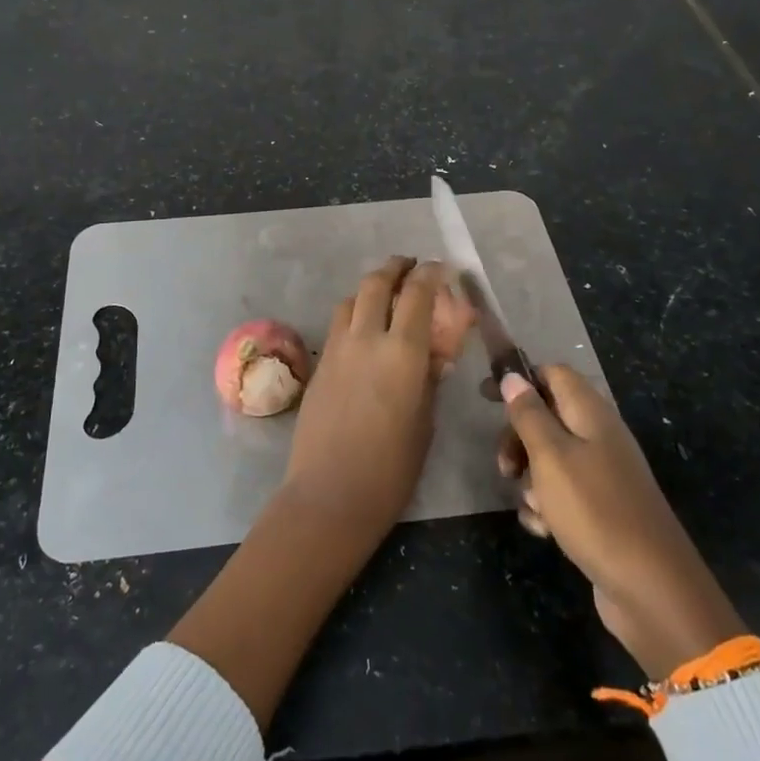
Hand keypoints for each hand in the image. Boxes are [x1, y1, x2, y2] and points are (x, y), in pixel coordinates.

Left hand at [280, 257, 443, 539]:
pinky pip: (338, 324)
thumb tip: (433, 356)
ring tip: (385, 295)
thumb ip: (429, 380)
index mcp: (403, 353)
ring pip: (352, 299)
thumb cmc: (391, 468)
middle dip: (395, 268)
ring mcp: (337, 349)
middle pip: (377, 283)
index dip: (430, 274)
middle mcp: (367, 339)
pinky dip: (353, 313)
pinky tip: (363, 330)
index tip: (440, 267)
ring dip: (371, 288)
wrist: (330, 493)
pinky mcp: (319, 364)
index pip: (417, 295)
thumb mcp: (425, 422)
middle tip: (409, 266)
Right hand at [499, 366, 746, 675]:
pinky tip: (543, 530)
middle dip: (518, 438)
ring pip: (550, 459)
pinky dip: (547, 508)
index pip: (553, 374)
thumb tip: (513, 376)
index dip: (520, 379)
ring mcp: (602, 475)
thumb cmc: (594, 510)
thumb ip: (529, 414)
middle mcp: (599, 437)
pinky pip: (562, 495)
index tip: (487, 397)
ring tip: (530, 505)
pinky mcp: (601, 510)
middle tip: (504, 467)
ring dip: (530, 479)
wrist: (651, 589)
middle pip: (547, 417)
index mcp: (591, 414)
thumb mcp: (551, 456)